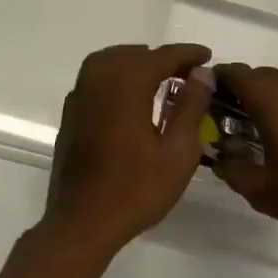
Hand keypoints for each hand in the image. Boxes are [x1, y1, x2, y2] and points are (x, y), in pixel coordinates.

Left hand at [38, 44, 214, 256]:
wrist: (82, 224)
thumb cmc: (136, 190)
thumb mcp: (178, 152)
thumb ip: (191, 106)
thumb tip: (200, 73)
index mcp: (125, 85)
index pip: (161, 57)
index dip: (186, 53)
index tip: (206, 56)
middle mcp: (98, 81)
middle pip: (132, 54)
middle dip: (160, 58)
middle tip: (187, 72)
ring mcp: (79, 98)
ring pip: (109, 62)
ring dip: (136, 64)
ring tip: (161, 79)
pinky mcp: (70, 116)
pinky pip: (95, 80)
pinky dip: (116, 78)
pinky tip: (130, 98)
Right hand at [211, 64, 277, 238]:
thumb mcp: (260, 190)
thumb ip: (232, 170)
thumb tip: (220, 157)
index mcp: (270, 97)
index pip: (233, 73)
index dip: (214, 81)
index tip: (203, 100)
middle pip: (257, 76)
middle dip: (238, 93)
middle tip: (227, 121)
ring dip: (265, 99)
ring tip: (258, 130)